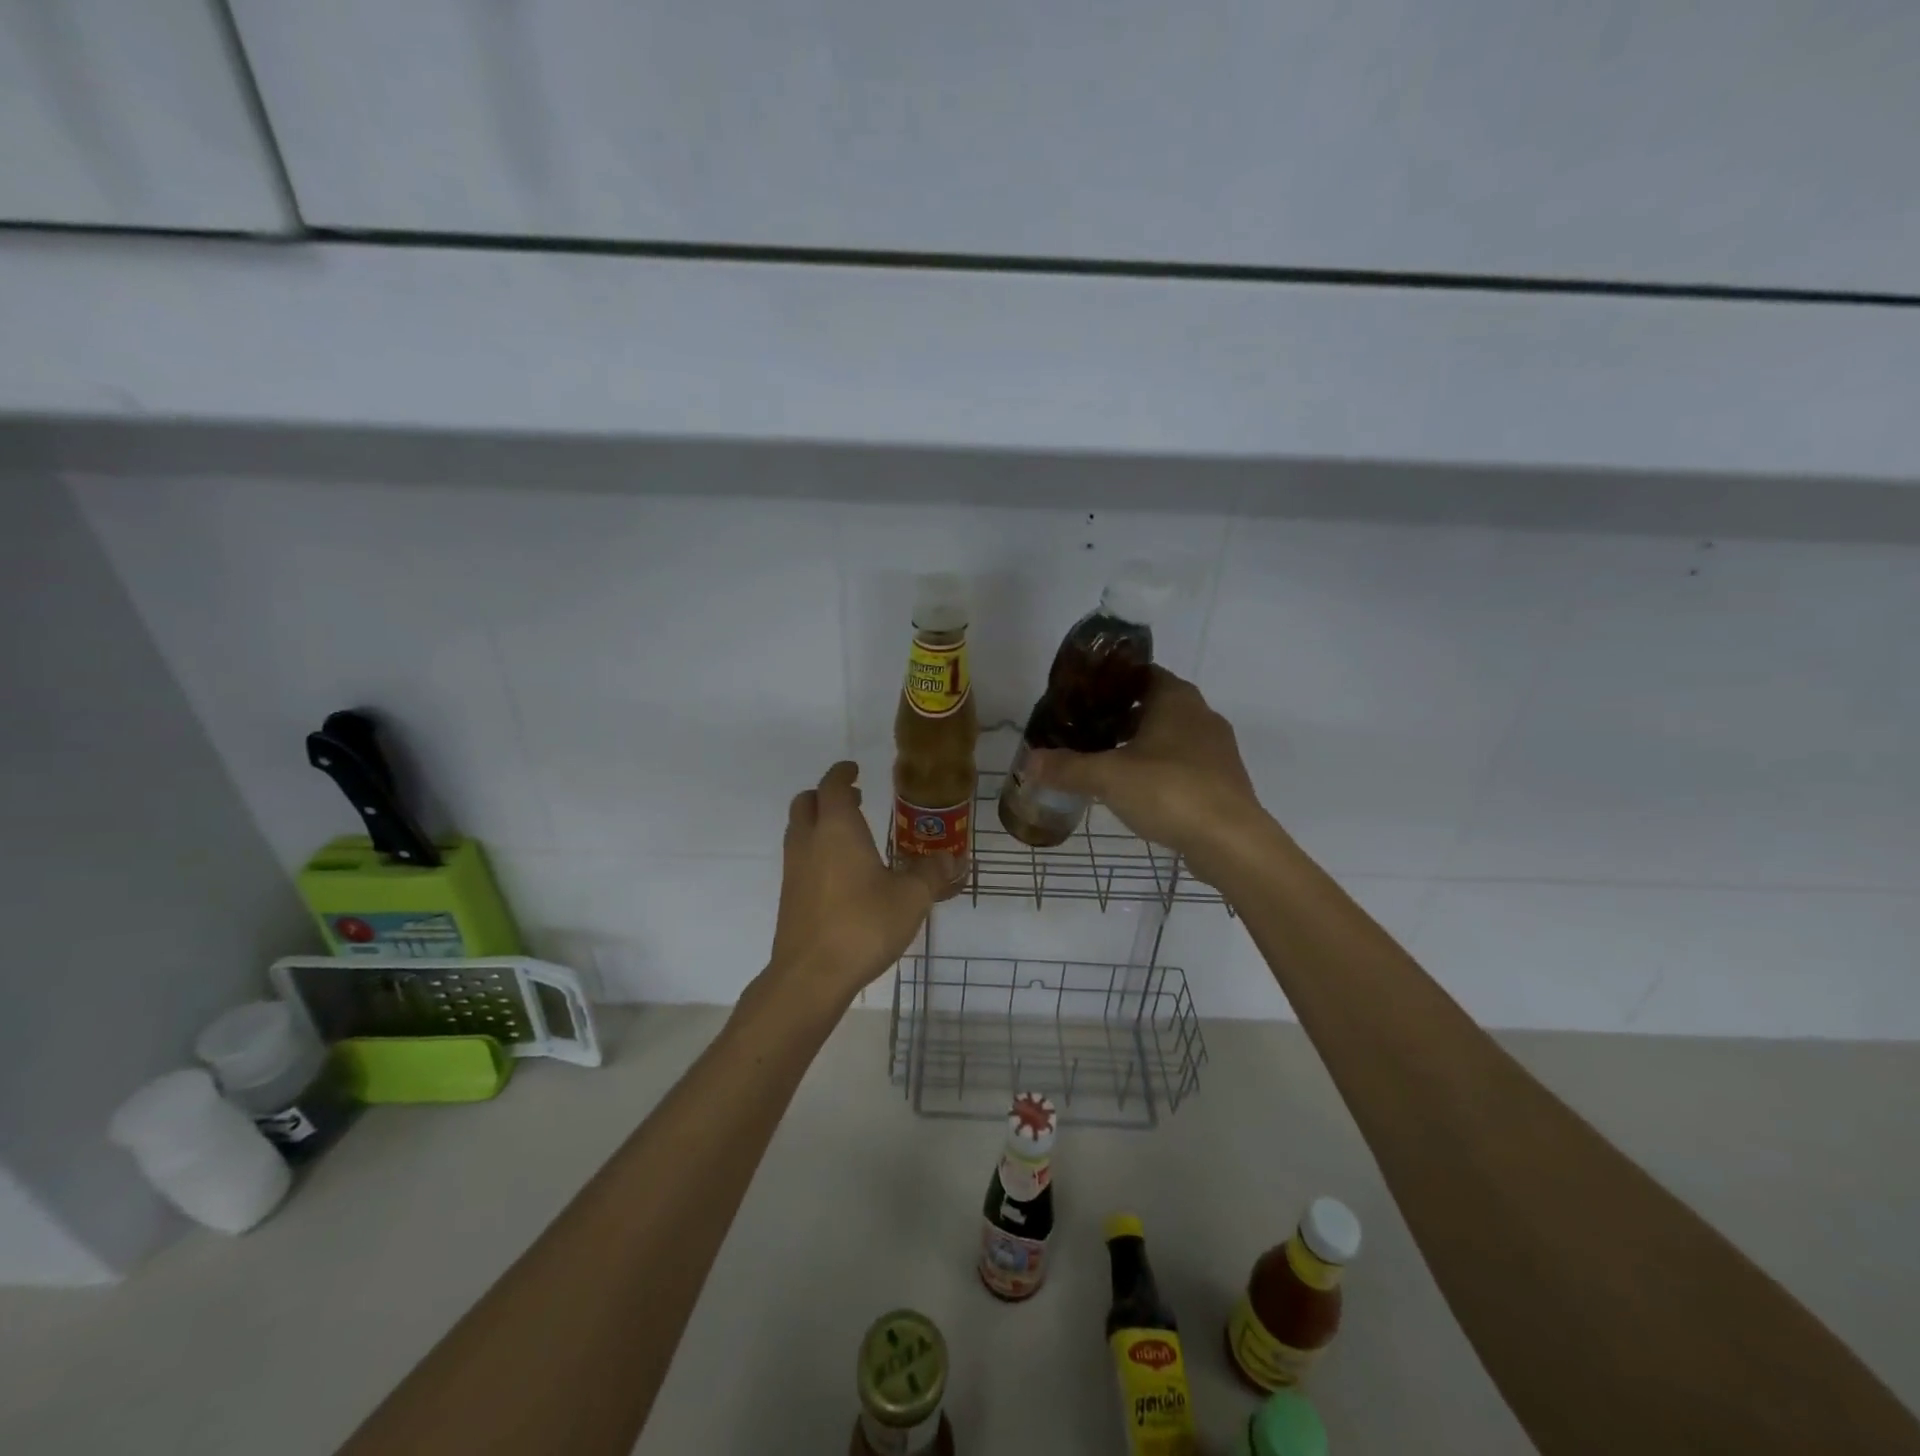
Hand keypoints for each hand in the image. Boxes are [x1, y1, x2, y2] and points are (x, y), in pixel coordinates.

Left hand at [765, 761, 953, 1006]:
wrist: (811, 975)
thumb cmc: (863, 925)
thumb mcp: (911, 898)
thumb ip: (932, 873)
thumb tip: (952, 858)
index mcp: (837, 829)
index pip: (833, 786)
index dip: (843, 773)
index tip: (855, 770)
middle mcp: (809, 841)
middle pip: (806, 802)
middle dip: (827, 795)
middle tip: (855, 800)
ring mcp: (793, 869)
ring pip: (799, 830)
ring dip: (819, 823)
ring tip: (850, 836)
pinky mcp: (789, 896)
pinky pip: (799, 858)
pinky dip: (815, 851)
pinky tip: (841, 874)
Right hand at [1027, 667, 1268, 883]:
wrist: (1231, 841)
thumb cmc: (1169, 791)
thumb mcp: (1108, 777)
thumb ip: (1067, 767)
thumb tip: (1029, 761)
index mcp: (1176, 698)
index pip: (1141, 673)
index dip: (1111, 682)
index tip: (1082, 697)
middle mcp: (1200, 714)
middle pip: (1154, 705)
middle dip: (1120, 717)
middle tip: (1086, 731)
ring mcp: (1216, 748)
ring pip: (1169, 736)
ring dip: (1140, 745)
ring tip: (1105, 763)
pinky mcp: (1222, 780)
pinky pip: (1183, 763)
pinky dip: (1158, 769)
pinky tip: (1137, 792)